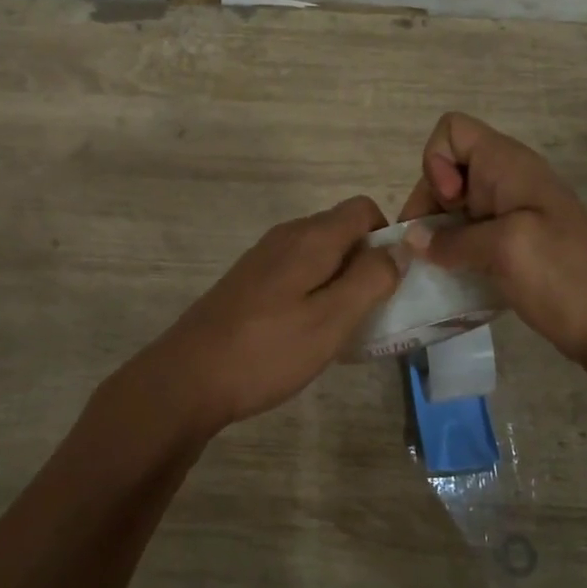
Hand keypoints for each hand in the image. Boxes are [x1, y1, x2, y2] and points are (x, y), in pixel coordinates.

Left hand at [133, 196, 400, 432]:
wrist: (187, 378)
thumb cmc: (267, 350)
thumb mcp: (331, 319)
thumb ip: (371, 279)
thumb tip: (399, 248)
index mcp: (310, 238)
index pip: (363, 209)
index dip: (386, 237)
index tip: (390, 281)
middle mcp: (286, 236)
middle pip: (342, 230)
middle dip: (365, 263)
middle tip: (371, 312)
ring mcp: (263, 258)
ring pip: (319, 254)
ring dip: (340, 282)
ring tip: (341, 328)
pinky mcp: (249, 281)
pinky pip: (297, 273)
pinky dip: (314, 292)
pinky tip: (306, 333)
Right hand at [398, 112, 586, 368]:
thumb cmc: (561, 274)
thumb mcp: (504, 249)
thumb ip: (452, 240)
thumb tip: (412, 241)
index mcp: (507, 165)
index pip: (452, 131)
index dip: (436, 163)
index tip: (449, 204)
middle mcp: (505, 181)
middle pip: (446, 172)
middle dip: (428, 206)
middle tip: (426, 250)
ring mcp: (510, 214)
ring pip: (454, 207)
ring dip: (437, 234)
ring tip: (432, 270)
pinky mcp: (512, 245)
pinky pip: (469, 235)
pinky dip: (454, 252)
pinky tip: (450, 280)